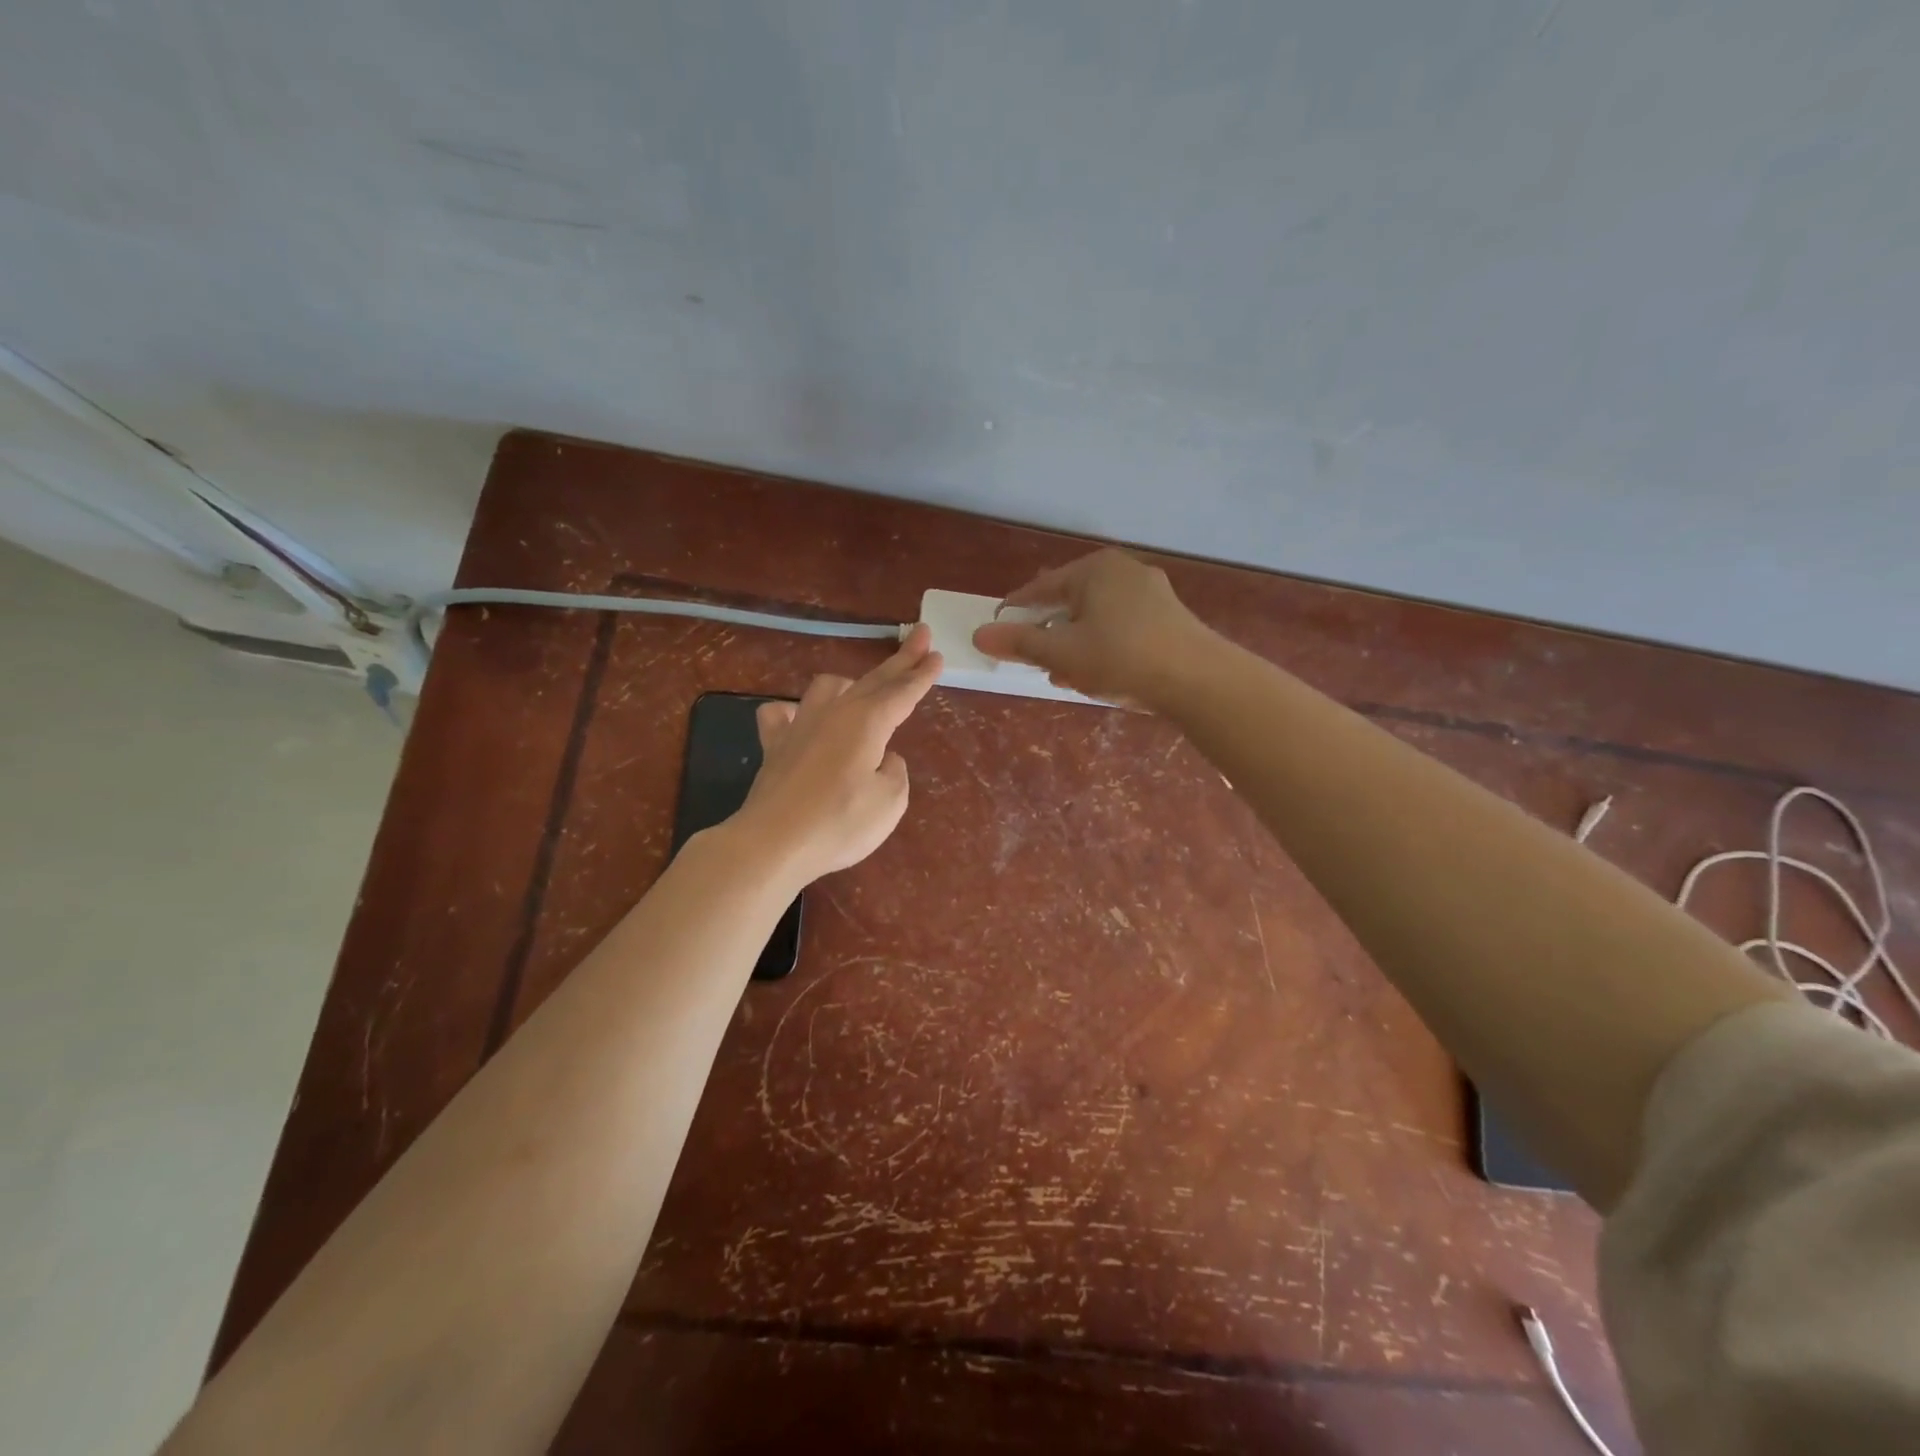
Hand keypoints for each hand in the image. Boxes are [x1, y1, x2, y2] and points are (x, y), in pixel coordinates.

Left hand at [725, 624, 941, 887]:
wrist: (773, 843)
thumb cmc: (840, 823)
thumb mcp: (890, 802)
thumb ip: (894, 772)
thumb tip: (883, 758)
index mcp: (868, 722)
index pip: (902, 692)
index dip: (922, 675)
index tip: (937, 654)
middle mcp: (835, 713)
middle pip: (873, 680)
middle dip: (900, 660)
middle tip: (920, 636)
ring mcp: (800, 726)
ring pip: (827, 687)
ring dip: (850, 683)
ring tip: (861, 690)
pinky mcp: (774, 746)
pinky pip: (782, 714)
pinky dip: (795, 712)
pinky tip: (799, 719)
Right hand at [972, 550, 1216, 708]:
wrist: (1199, 680)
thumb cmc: (1122, 658)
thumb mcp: (1062, 653)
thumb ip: (1020, 643)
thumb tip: (980, 634)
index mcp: (1095, 569)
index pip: (1041, 588)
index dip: (1017, 612)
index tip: (999, 630)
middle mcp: (1123, 572)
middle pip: (1071, 602)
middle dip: (1050, 634)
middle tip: (1036, 661)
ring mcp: (1151, 594)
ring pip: (1097, 618)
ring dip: (1076, 646)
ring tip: (1065, 676)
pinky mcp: (1169, 619)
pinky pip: (1122, 628)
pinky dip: (1103, 648)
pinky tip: (1100, 675)